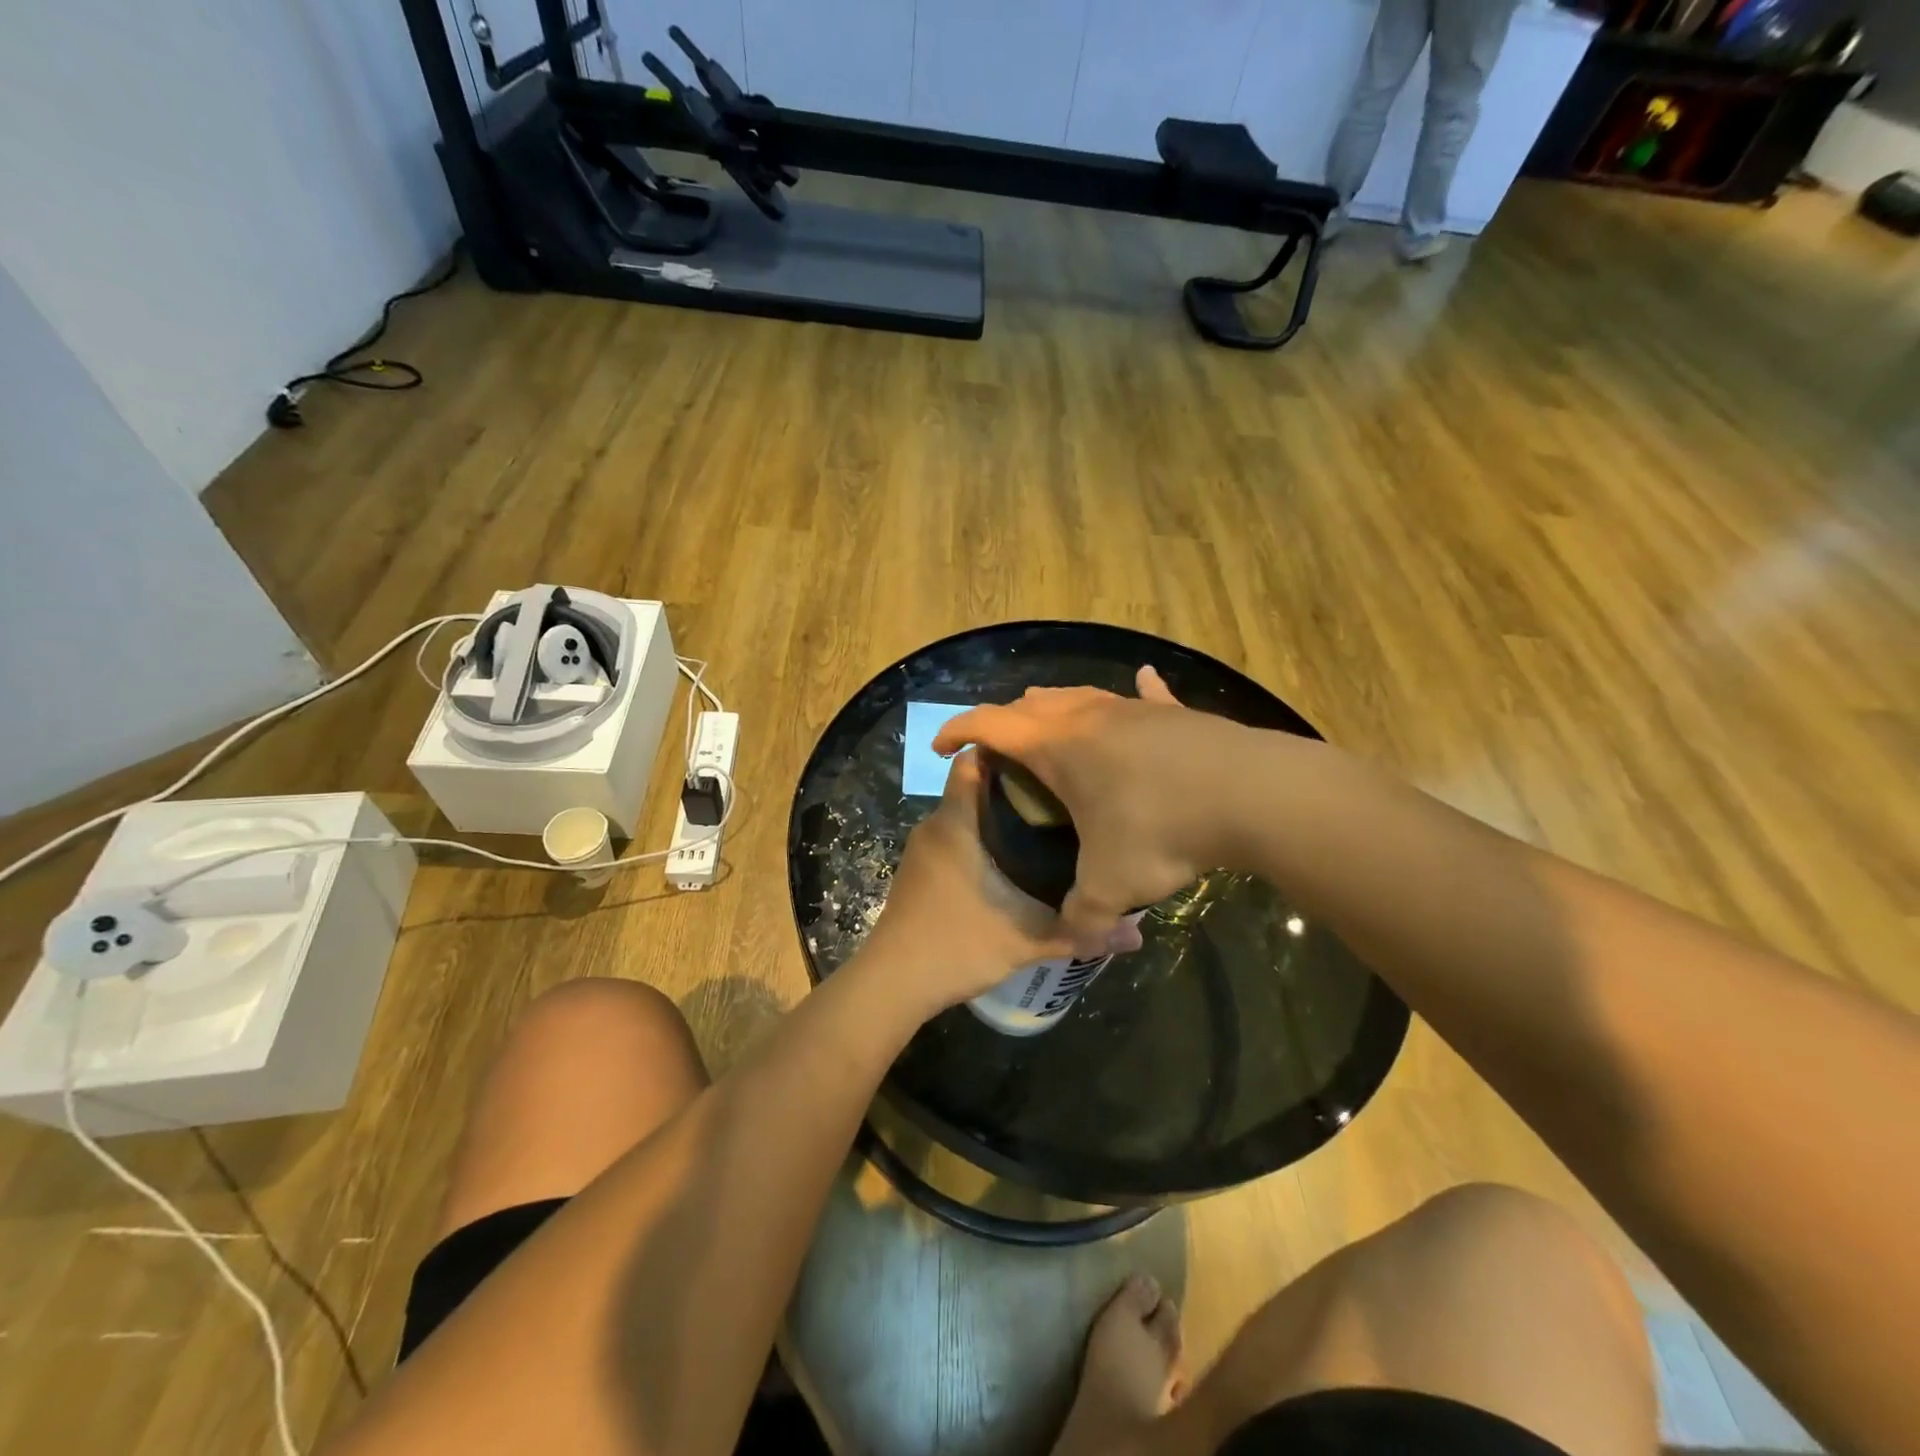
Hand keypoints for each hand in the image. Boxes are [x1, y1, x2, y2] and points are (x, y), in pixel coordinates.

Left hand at [860, 750, 1141, 1015]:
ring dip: (997, 820)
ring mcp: (922, 850)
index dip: (1007, 752)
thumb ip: (1079, 932)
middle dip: (1015, 789)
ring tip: (1044, 830)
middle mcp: (934, 825)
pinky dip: (980, 844)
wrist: (892, 983)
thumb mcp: (1025, 939)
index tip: (1047, 759)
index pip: (973, 760)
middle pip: (975, 789)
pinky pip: (954, 841)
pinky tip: (1010, 868)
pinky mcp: (918, 873)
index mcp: (955, 822)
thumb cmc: (956, 944)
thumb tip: (1137, 935)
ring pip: (965, 818)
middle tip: (1062, 798)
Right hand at [932, 666, 1252, 956]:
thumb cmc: (1162, 829)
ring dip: (1057, 710)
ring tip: (1054, 733)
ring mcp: (1133, 708)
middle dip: (1007, 724)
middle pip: (1031, 704)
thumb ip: (1084, 916)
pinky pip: (1146, 696)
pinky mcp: (1174, 713)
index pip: (988, 724)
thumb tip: (1078, 937)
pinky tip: (1143, 682)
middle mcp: (1087, 716)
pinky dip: (1136, 694)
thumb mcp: (1113, 884)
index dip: (956, 731)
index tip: (941, 748)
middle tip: (1004, 757)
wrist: (1250, 795)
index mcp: (1057, 745)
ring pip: (1080, 696)